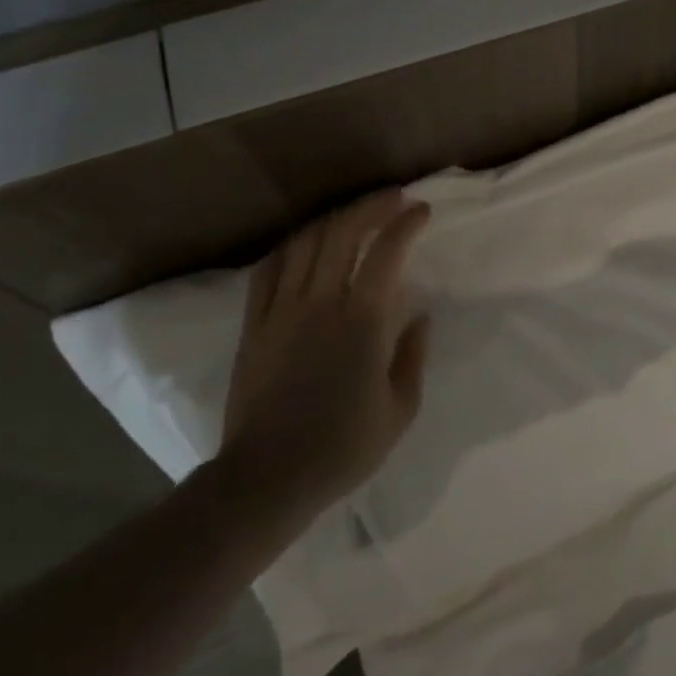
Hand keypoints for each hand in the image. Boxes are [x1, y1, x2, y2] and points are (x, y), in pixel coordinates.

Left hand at [215, 190, 431, 541]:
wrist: (268, 478)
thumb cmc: (343, 447)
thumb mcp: (400, 409)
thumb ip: (413, 355)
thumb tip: (420, 316)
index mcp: (362, 321)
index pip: (387, 252)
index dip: (406, 223)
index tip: (422, 211)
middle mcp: (321, 302)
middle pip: (343, 232)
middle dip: (371, 206)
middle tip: (394, 198)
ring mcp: (281, 310)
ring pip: (305, 242)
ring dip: (333, 219)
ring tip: (354, 215)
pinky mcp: (254, 324)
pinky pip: (268, 269)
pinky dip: (291, 245)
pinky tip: (304, 242)